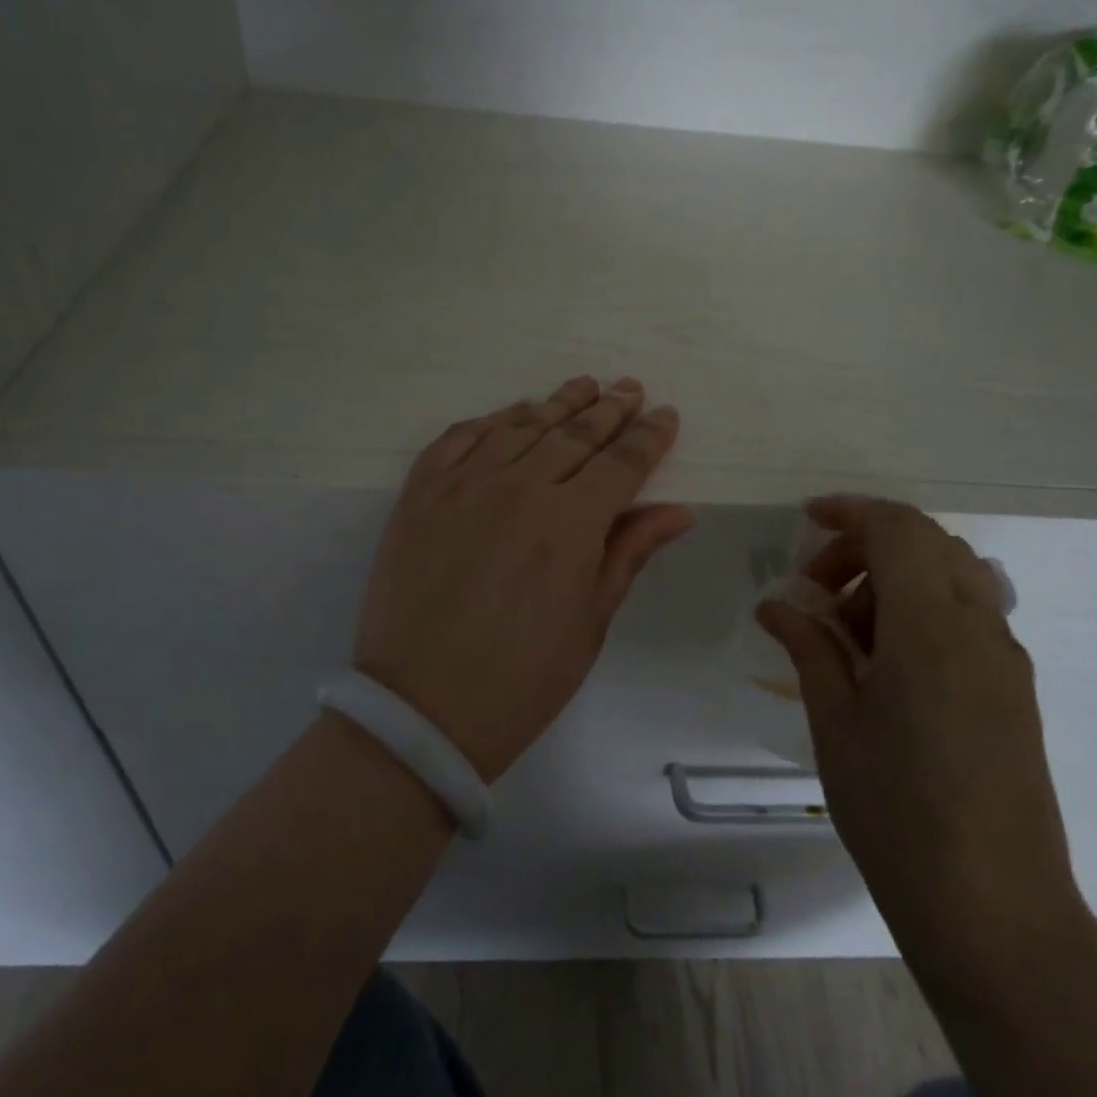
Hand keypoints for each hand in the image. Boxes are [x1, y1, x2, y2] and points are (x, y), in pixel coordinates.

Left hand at [355, 377, 692, 781]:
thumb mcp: (589, 624)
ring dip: (557, 404)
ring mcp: (463, 485)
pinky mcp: (420, 494)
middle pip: (574, 435)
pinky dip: (491, 420)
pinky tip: (512, 413)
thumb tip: (677, 511)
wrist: (419, 711)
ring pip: (520, 426)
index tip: (666, 416)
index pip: (621, 465)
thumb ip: (628, 554)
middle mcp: (518, 488)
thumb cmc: (520, 680)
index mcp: (569, 525)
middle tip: (629, 388)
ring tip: (583, 386)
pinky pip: (459, 438)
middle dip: (609, 411)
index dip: (648, 438)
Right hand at [757, 496, 1089, 986]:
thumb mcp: (835, 721)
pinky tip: (886, 663)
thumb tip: (775, 605)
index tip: (805, 521)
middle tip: (818, 591)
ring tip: (850, 632)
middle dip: (867, 545)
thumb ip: (809, 647)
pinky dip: (923, 607)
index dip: (849, 511)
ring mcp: (1005, 658)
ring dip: (897, 576)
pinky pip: (969, 613)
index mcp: (930, 628)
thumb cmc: (896, 811)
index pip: (897, 528)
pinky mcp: (1014, 688)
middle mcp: (979, 628)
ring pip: (954, 574)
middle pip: (928, 541)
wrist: (994, 909)